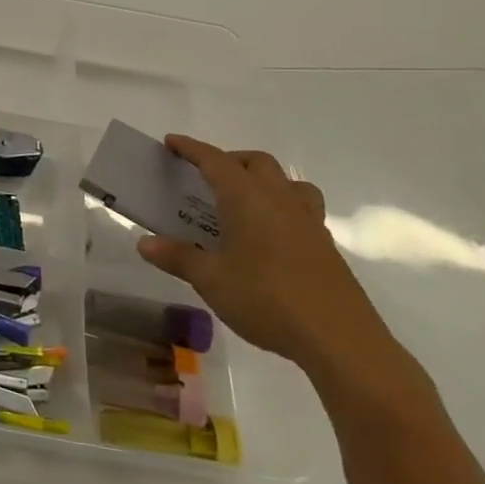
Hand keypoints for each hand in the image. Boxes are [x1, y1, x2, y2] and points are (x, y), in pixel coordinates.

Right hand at [135, 136, 398, 387]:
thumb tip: (144, 242)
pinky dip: (281, 208)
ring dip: (263, 180)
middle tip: (206, 176)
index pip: (215, 160)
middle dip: (229, 160)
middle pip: (256, 162)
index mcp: (248, 198)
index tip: (171, 142)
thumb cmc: (267, 300)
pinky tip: (270, 236)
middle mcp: (280, 200)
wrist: (341, 340)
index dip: (191, 149)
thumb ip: (178, 257)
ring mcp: (308, 222)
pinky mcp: (326, 246)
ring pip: (287, 182)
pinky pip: (302, 209)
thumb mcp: (211, 280)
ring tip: (245, 200)